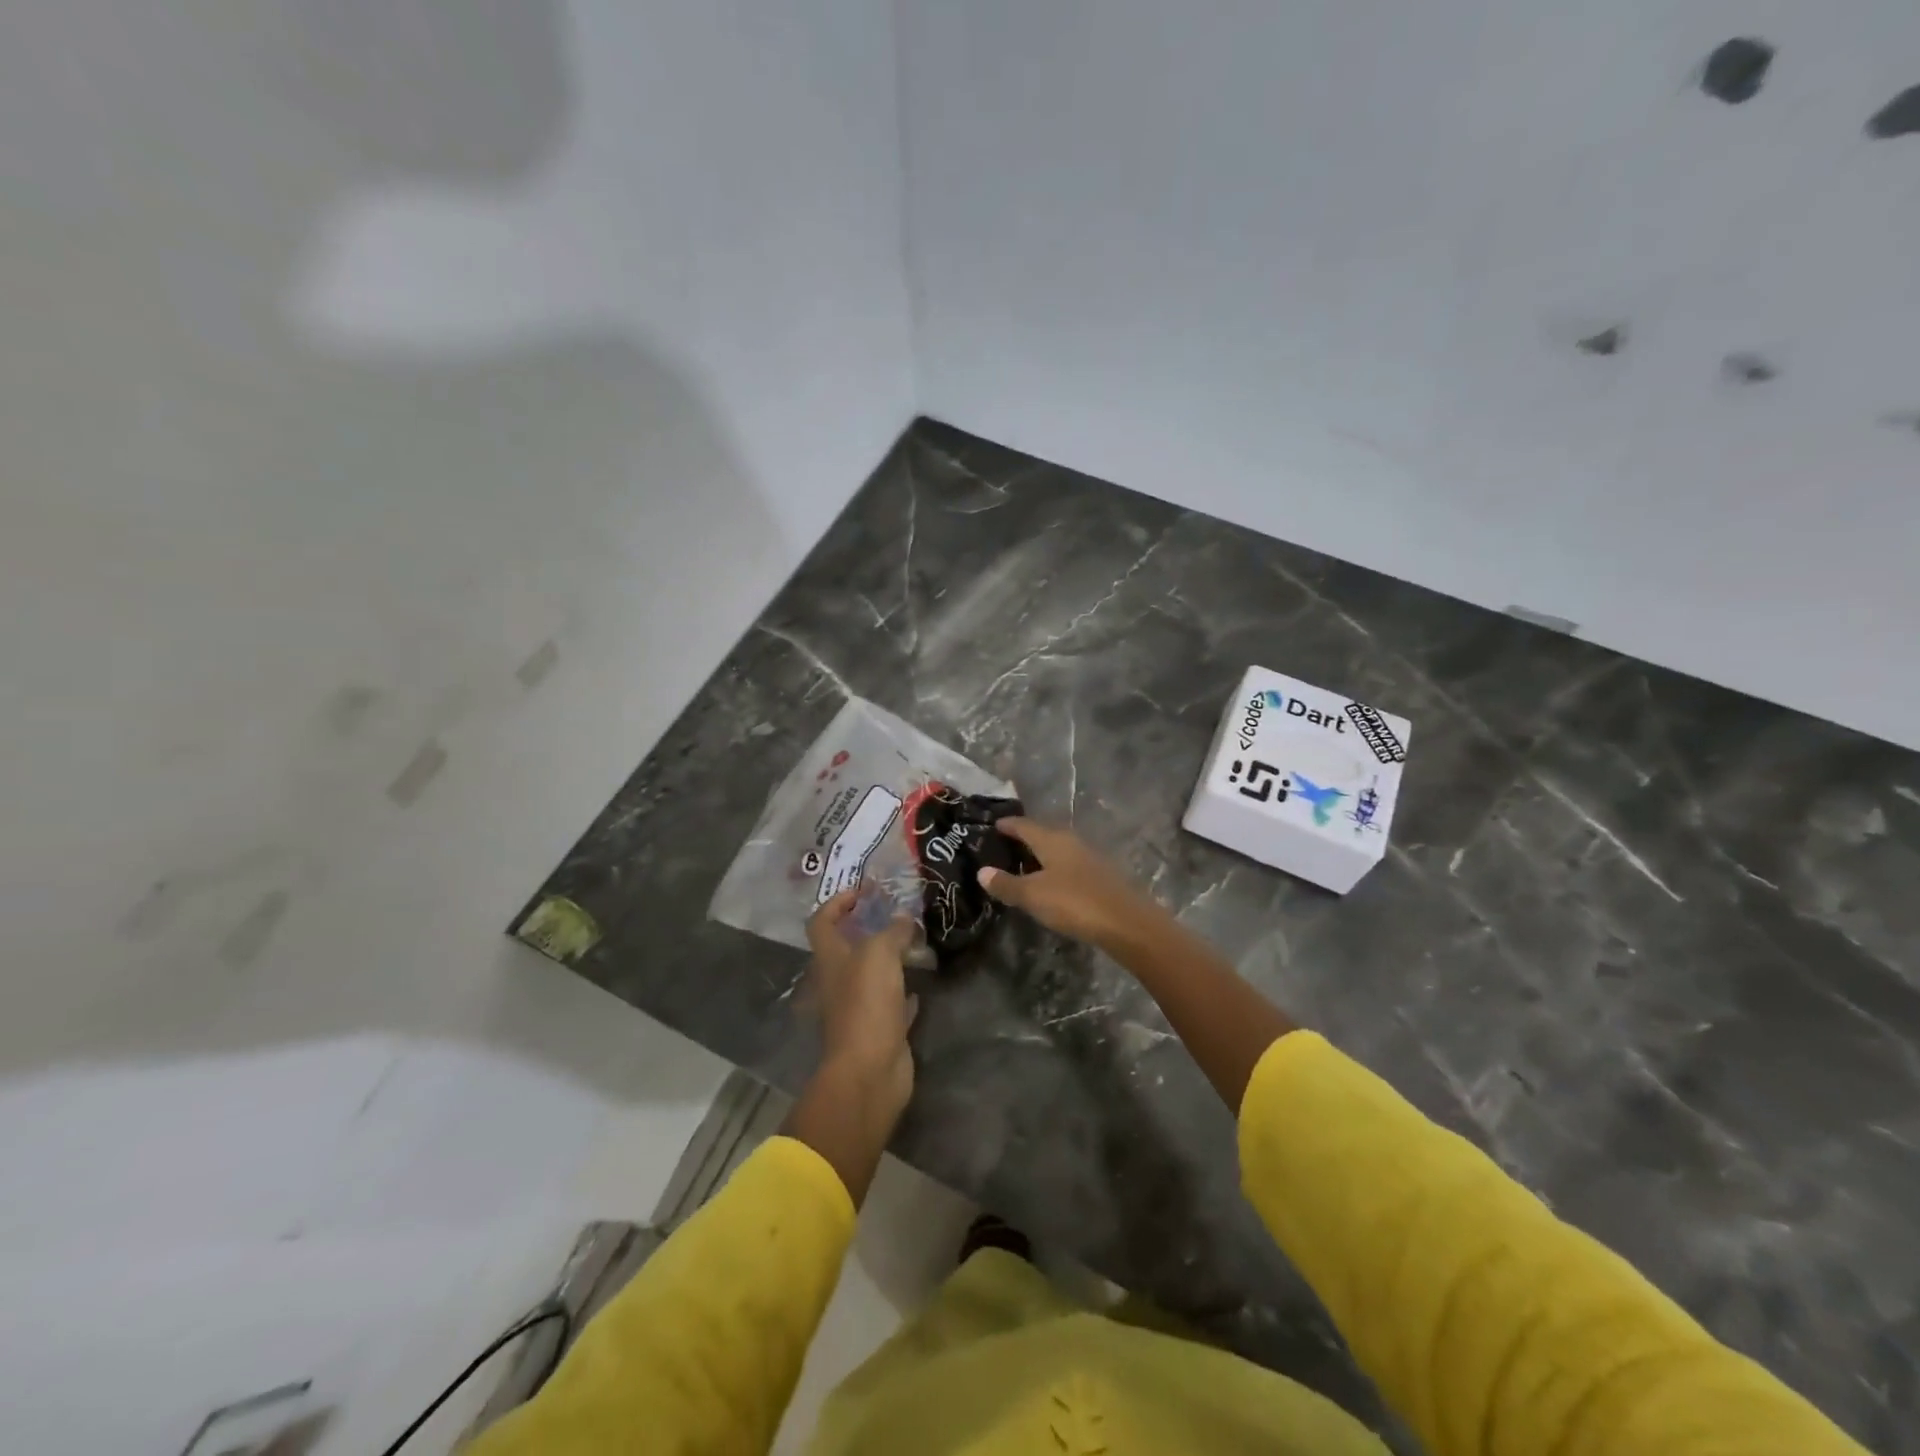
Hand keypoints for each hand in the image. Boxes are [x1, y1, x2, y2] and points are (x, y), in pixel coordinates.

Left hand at [804, 890, 918, 1117]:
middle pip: (847, 948)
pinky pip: (891, 1003)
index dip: (837, 902)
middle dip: (869, 928)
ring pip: (871, 975)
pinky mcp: (879, 1029)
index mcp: (830, 959)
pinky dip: (903, 992)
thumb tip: (904, 918)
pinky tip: (920, 983)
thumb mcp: (879, 954)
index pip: (821, 921)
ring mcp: (858, 1007)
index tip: (864, 891)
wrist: (869, 1070)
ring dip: (888, 959)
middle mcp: (839, 981)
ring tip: (914, 942)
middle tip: (898, 914)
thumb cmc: (866, 1003)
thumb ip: (892, 931)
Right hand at [976, 818, 1159, 950]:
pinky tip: (1051, 882)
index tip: (993, 825)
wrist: (1127, 923)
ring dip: (1041, 855)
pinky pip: (1070, 864)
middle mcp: (1071, 841)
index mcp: (1052, 839)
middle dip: (1024, 838)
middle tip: (1004, 846)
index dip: (1007, 825)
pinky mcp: (1101, 875)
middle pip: (1043, 834)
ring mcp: (1089, 857)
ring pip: (1058, 849)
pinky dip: (1055, 869)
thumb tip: (982, 871)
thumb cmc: (1074, 902)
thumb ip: (1007, 884)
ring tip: (1023, 865)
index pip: (1024, 825)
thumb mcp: (1033, 896)